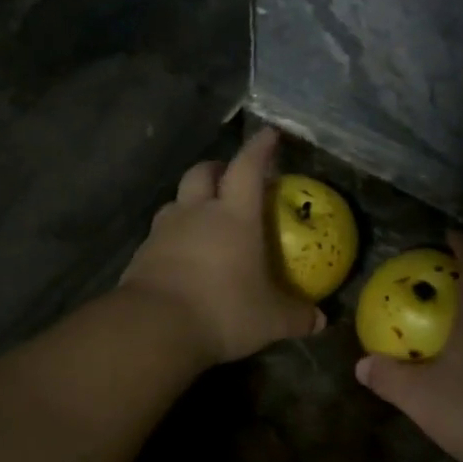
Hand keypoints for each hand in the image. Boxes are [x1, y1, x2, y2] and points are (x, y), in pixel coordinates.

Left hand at [119, 129, 323, 365]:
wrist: (155, 326)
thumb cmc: (223, 311)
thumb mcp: (269, 319)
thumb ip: (296, 316)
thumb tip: (320, 320)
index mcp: (234, 215)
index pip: (248, 167)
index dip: (259, 148)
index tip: (269, 135)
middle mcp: (197, 212)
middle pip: (203, 173)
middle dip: (218, 168)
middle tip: (230, 177)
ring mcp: (165, 230)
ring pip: (177, 200)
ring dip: (191, 200)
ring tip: (203, 216)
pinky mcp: (142, 253)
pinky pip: (160, 232)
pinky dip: (173, 234)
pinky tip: (181, 253)